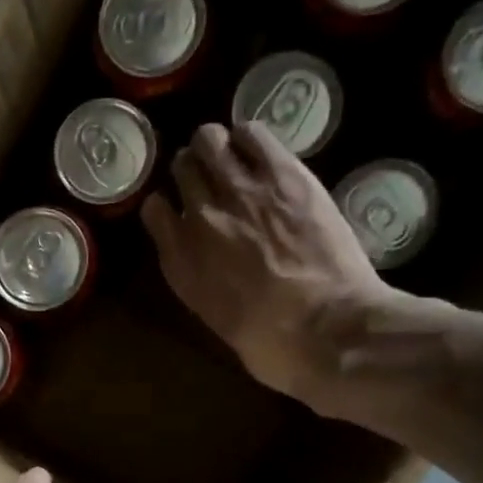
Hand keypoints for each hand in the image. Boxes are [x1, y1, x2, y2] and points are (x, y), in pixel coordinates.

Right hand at [141, 121, 402, 411]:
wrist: (328, 332)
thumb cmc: (274, 348)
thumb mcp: (219, 320)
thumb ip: (204, 283)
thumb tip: (213, 263)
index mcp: (181, 264)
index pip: (154, 212)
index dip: (167, 207)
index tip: (179, 209)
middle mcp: (200, 220)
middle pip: (181, 169)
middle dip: (193, 170)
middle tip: (213, 178)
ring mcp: (241, 192)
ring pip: (209, 140)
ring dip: (217, 146)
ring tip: (233, 157)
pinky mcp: (283, 174)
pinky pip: (252, 134)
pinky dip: (250, 138)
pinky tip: (259, 151)